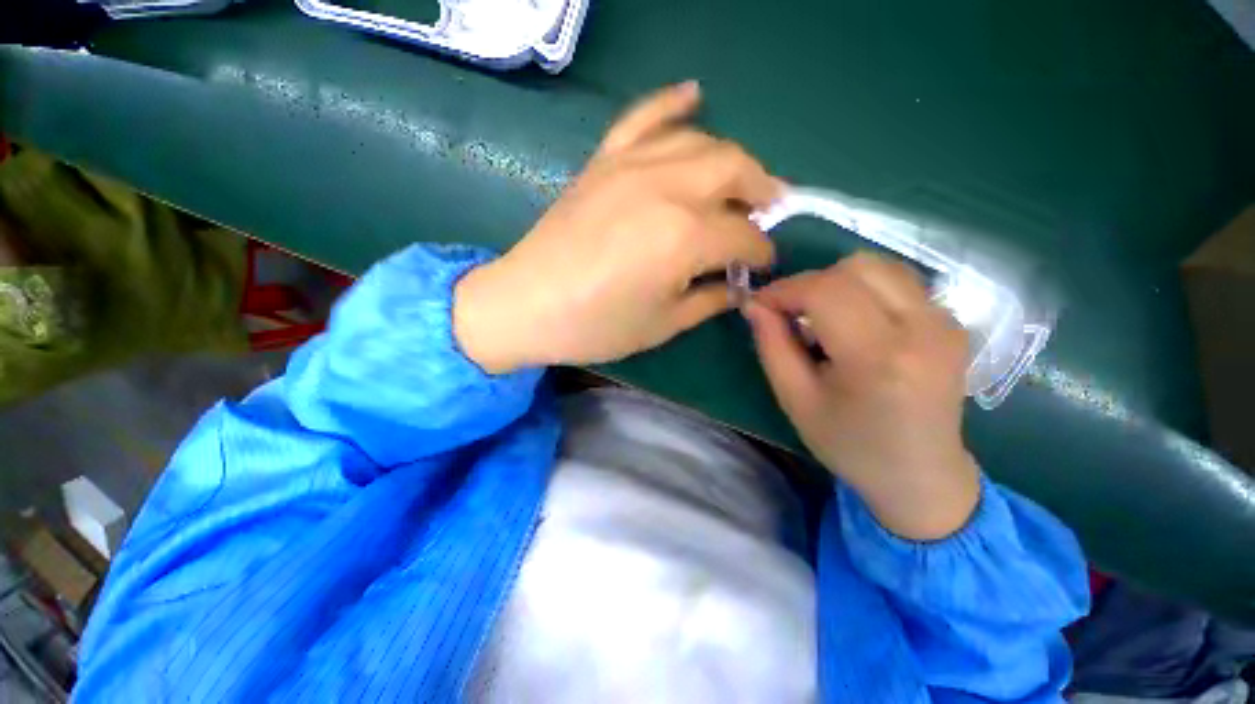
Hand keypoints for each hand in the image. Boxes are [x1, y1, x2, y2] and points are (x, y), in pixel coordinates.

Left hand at [455, 81, 780, 372]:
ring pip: (701, 141)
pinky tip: (694, 96)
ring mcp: (632, 166)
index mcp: (685, 238)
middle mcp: (667, 188)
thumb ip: (711, 299)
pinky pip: (644, 115)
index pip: (744, 237)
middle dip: (761, 192)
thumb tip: (739, 286)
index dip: (761, 253)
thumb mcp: (664, 324)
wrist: (527, 305)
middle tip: (765, 214)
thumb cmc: (597, 326)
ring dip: (731, 159)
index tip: (762, 266)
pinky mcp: (604, 161)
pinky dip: (672, 102)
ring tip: (740, 182)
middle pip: (735, 170)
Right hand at [743, 253, 979, 540]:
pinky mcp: (952, 322)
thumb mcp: (795, 399)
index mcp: (879, 358)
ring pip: (879, 266)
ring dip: (836, 283)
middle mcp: (923, 329)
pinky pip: (898, 282)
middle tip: (790, 313)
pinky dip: (862, 290)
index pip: (826, 290)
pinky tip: (852, 323)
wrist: (921, 475)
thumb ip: (772, 345)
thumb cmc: (850, 444)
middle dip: (810, 283)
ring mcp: (945, 322)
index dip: (784, 289)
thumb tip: (755, 304)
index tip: (760, 304)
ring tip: (820, 318)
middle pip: (856, 267)